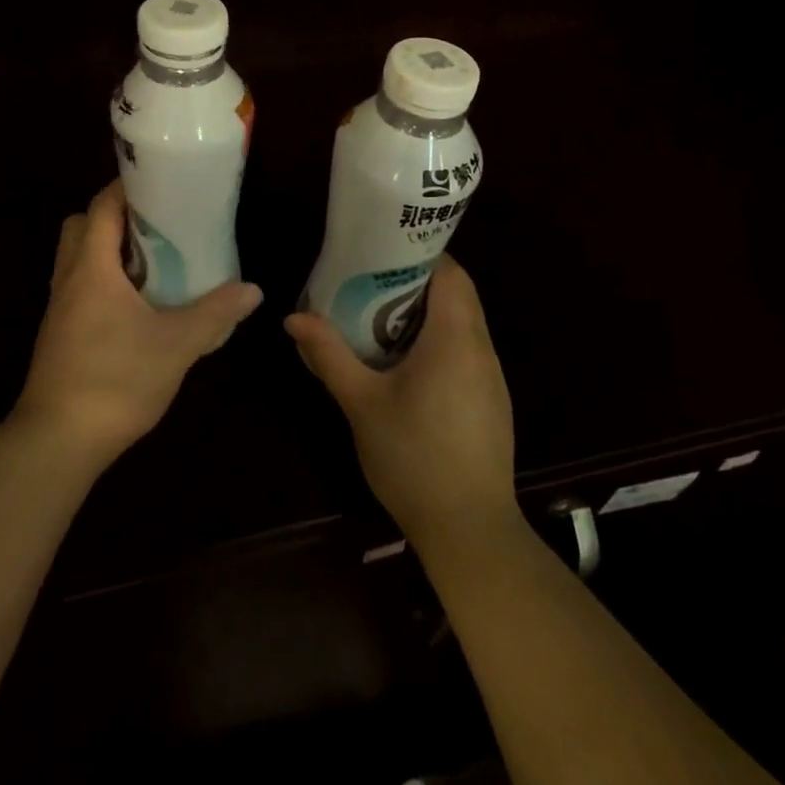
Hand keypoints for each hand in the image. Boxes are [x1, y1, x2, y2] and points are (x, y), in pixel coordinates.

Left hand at [13, 180, 263, 467]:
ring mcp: (58, 308)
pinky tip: (132, 305)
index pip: (101, 207)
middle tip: (153, 224)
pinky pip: (76, 287)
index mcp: (92, 268)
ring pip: (74, 257)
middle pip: (79, 225)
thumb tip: (253, 290)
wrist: (58, 441)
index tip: (157, 182)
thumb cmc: (116, 380)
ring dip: (104, 249)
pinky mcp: (57, 333)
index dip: (125, 188)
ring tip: (148, 261)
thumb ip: (215, 314)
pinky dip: (100, 280)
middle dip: (111, 216)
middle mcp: (69, 278)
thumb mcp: (176, 345)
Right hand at [284, 254, 518, 549]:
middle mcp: (481, 349)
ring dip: (426, 314)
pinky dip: (438, 342)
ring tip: (379, 319)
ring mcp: (492, 377)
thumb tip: (293, 318)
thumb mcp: (361, 402)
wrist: (469, 531)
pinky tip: (405, 366)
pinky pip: (466, 351)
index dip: (418, 254)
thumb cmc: (413, 457)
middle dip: (414, 282)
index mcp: (455, 337)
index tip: (380, 253)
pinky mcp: (492, 402)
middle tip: (368, 284)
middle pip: (456, 294)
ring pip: (462, 323)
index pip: (450, 271)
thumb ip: (329, 354)